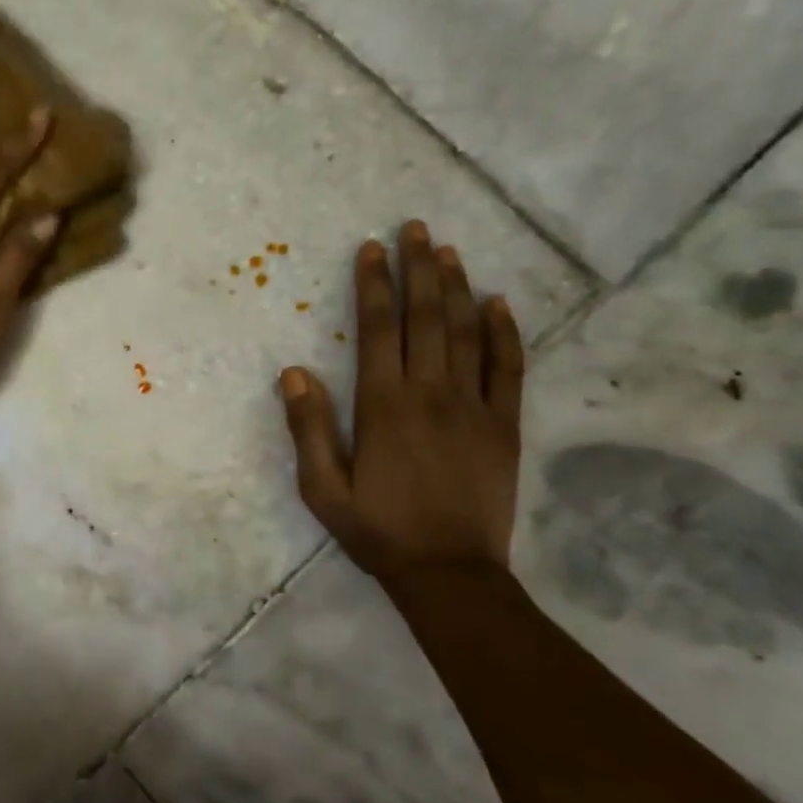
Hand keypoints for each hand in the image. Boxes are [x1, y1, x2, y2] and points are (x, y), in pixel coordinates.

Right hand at [279, 221, 524, 581]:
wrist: (449, 573)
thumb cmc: (377, 530)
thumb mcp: (323, 488)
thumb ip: (308, 428)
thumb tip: (294, 371)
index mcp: (383, 406)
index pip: (378, 329)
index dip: (374, 285)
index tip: (371, 249)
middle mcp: (430, 393)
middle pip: (424, 318)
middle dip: (418, 269)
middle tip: (415, 229)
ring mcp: (473, 406)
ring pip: (465, 332)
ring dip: (455, 287)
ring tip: (448, 250)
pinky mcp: (504, 425)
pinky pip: (508, 368)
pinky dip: (504, 332)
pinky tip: (498, 303)